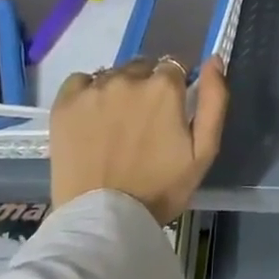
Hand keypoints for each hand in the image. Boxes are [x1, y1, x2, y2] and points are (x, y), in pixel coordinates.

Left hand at [50, 57, 229, 223]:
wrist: (105, 218)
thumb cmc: (162, 187)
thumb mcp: (204, 150)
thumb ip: (214, 100)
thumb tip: (214, 60)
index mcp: (164, 88)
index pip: (175, 67)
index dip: (176, 88)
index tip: (172, 111)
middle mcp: (127, 79)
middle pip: (143, 68)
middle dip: (148, 86)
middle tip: (146, 120)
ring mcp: (93, 90)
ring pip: (113, 74)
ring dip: (120, 89)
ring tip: (118, 123)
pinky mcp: (64, 104)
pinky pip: (81, 81)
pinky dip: (89, 92)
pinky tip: (93, 116)